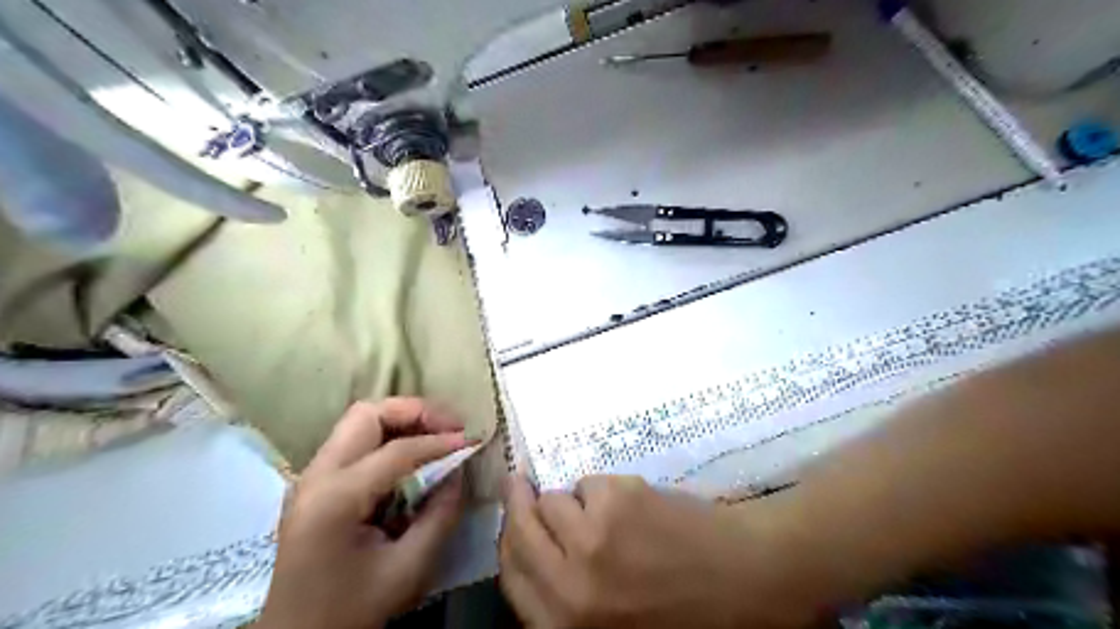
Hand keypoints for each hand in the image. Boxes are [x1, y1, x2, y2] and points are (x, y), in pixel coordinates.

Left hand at [261, 400, 469, 626]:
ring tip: (437, 434)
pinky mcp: (314, 484)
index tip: (471, 441)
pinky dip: (388, 436)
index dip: (439, 442)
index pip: (396, 451)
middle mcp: (315, 476)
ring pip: (359, 421)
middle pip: (367, 414)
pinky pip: (354, 441)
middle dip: (415, 412)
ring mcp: (310, 477)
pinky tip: (412, 455)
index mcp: (335, 499)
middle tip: (450, 426)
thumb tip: (459, 471)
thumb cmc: (351, 611)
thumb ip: (440, 516)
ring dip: (402, 420)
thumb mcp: (408, 570)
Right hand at [498, 475, 819, 624]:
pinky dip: (606, 491)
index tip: (510, 519)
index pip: (511, 577)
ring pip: (554, 500)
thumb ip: (565, 596)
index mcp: (567, 627)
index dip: (508, 543)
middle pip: (519, 531)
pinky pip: (590, 483)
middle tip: (520, 484)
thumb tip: (534, 549)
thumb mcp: (610, 623)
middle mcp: (569, 587)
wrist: (750, 578)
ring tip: (612, 515)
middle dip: (519, 504)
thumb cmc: (685, 612)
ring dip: (575, 503)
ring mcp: (591, 538)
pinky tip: (638, 508)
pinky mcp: (616, 500)